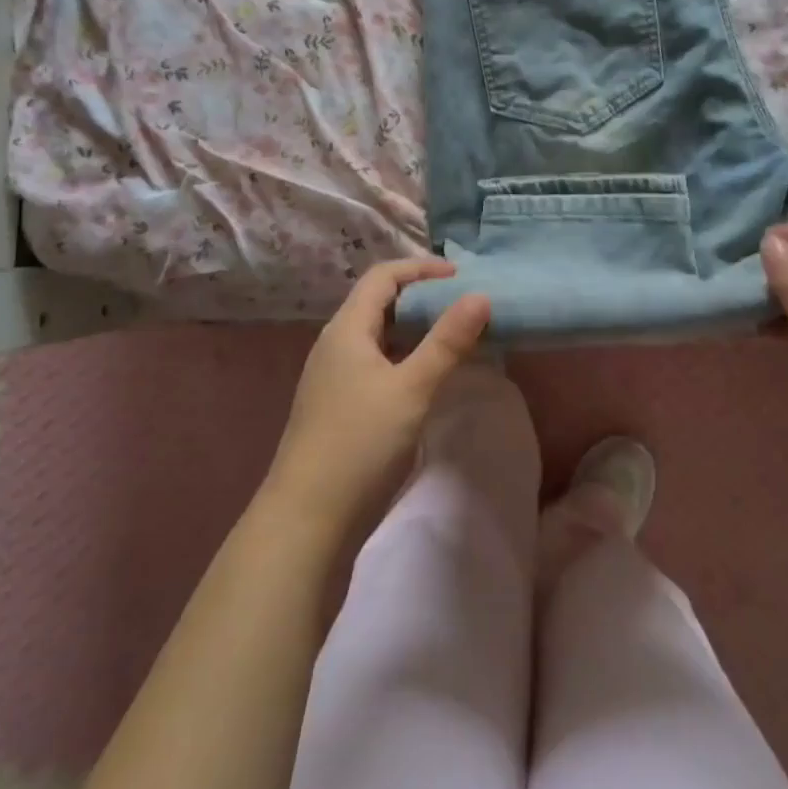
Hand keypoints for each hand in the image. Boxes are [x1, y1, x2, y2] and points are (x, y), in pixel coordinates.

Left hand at [266, 259, 490, 533]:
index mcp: (347, 329)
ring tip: (453, 337)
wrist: (308, 520)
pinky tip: (427, 379)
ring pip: (378, 337)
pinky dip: (405, 358)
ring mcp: (333, 378)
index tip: (461, 276)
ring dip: (414, 329)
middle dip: (421, 297)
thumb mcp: (412, 388)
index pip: (383, 276)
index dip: (421, 268)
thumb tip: (479, 295)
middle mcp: (335, 345)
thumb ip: (447, 341)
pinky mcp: (338, 407)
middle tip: (463, 305)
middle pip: (378, 303)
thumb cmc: (360, 444)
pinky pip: (376, 364)